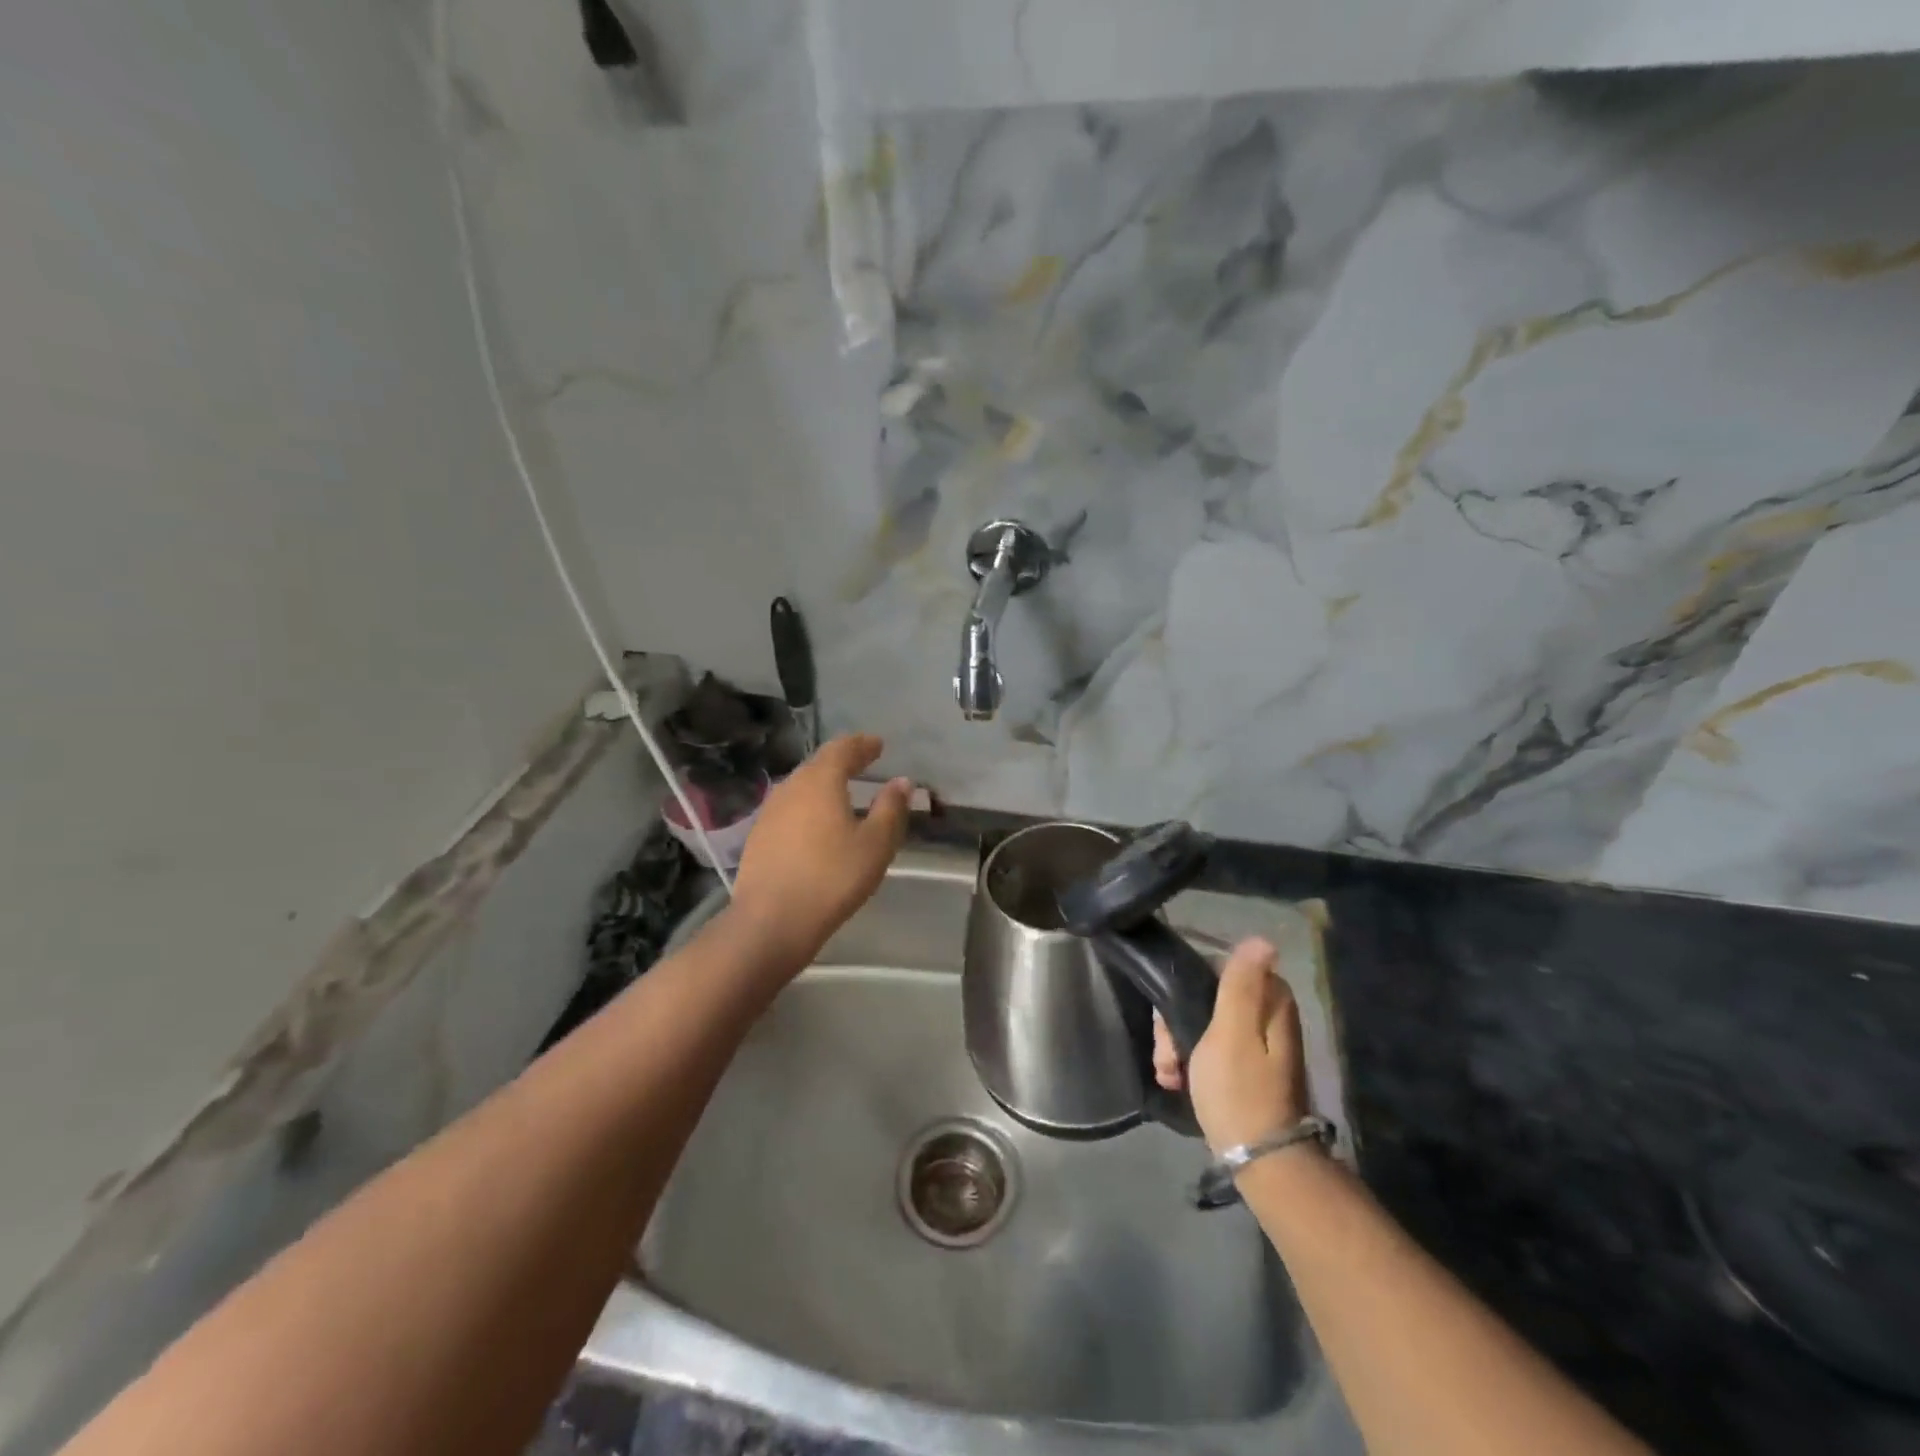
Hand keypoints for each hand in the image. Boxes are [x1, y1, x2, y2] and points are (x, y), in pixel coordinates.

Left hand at [729, 734, 911, 967]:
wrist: (771, 921)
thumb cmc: (832, 878)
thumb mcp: (875, 845)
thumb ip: (890, 809)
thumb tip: (902, 782)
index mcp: (820, 781)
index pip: (842, 749)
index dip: (862, 744)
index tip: (878, 745)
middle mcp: (791, 787)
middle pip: (818, 764)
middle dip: (842, 761)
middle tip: (863, 762)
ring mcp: (769, 812)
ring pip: (801, 786)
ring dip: (823, 784)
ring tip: (842, 792)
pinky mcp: (758, 837)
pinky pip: (789, 809)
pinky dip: (808, 806)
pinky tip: (816, 824)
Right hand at [1153, 937, 1308, 1154]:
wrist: (1260, 1160)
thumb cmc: (1240, 1091)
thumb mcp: (1232, 1032)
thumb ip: (1240, 984)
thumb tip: (1263, 939)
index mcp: (1270, 1001)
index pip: (1215, 969)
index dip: (1185, 989)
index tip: (1170, 1018)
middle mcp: (1267, 1016)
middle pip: (1205, 998)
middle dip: (1176, 1023)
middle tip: (1167, 1054)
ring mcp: (1256, 1044)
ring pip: (1201, 1024)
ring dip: (1177, 1045)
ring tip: (1168, 1073)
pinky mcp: (1245, 1068)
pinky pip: (1208, 1048)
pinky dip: (1189, 1061)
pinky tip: (1175, 1081)